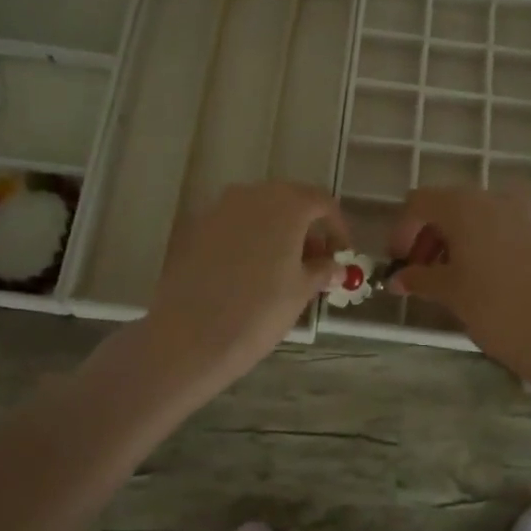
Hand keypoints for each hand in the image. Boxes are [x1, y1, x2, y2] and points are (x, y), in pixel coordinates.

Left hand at [141, 182, 347, 391]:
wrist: (189, 336)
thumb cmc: (259, 310)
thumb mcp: (301, 291)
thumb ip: (322, 270)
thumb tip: (334, 267)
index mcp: (286, 204)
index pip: (322, 202)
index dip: (337, 227)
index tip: (342, 255)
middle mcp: (252, 195)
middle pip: (289, 202)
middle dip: (307, 229)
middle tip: (315, 263)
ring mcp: (219, 209)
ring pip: (259, 212)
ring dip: (278, 234)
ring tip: (284, 271)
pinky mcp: (196, 229)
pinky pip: (234, 226)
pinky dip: (250, 241)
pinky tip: (250, 274)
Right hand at [388, 188, 530, 376]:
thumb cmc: (493, 307)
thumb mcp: (448, 292)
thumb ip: (418, 278)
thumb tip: (397, 279)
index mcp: (464, 206)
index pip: (419, 202)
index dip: (402, 230)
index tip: (399, 262)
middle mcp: (493, 200)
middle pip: (449, 206)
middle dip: (429, 235)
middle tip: (422, 270)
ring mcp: (523, 215)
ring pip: (478, 217)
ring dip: (457, 240)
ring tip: (452, 277)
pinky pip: (504, 230)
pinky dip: (485, 246)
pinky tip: (486, 280)